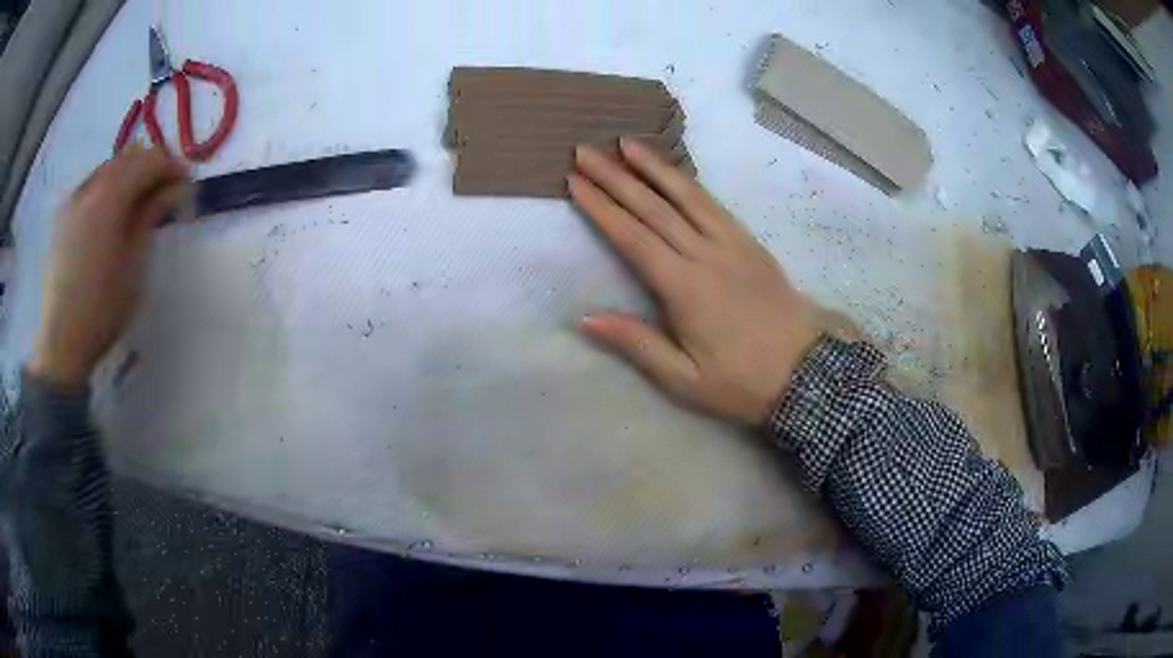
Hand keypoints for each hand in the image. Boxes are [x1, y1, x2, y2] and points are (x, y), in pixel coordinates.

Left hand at [29, 146, 189, 386]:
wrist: (62, 342)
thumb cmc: (102, 309)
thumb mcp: (134, 264)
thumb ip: (152, 215)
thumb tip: (176, 188)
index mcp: (109, 197)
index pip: (149, 160)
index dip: (172, 166)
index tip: (188, 183)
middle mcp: (90, 186)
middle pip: (129, 156)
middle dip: (151, 166)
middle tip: (166, 191)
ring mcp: (73, 198)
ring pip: (109, 167)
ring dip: (130, 175)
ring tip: (139, 202)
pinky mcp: (63, 214)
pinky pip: (92, 183)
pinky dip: (109, 187)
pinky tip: (112, 212)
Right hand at [569, 139, 820, 426]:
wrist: (808, 371)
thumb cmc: (742, 381)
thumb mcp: (685, 380)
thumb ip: (637, 344)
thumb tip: (586, 318)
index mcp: (684, 288)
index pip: (632, 237)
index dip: (601, 207)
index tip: (575, 181)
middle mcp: (705, 255)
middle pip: (653, 207)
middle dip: (616, 176)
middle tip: (586, 151)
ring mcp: (731, 244)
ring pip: (687, 196)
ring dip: (654, 167)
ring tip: (627, 143)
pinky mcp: (750, 243)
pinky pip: (714, 204)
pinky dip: (689, 182)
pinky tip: (674, 172)